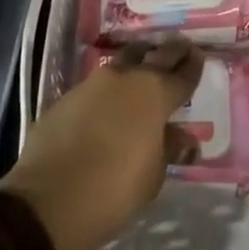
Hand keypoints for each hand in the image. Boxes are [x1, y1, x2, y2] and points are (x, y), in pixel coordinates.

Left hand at [0, 39, 203, 249]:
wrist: (48, 200)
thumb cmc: (113, 191)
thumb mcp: (152, 176)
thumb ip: (169, 149)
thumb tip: (184, 139)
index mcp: (155, 94)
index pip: (182, 74)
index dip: (193, 66)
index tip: (199, 56)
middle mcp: (127, 78)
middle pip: (155, 55)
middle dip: (171, 52)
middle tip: (181, 49)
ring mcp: (94, 83)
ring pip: (124, 61)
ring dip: (138, 62)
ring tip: (146, 67)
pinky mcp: (69, 95)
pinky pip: (99, 83)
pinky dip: (112, 85)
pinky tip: (113, 97)